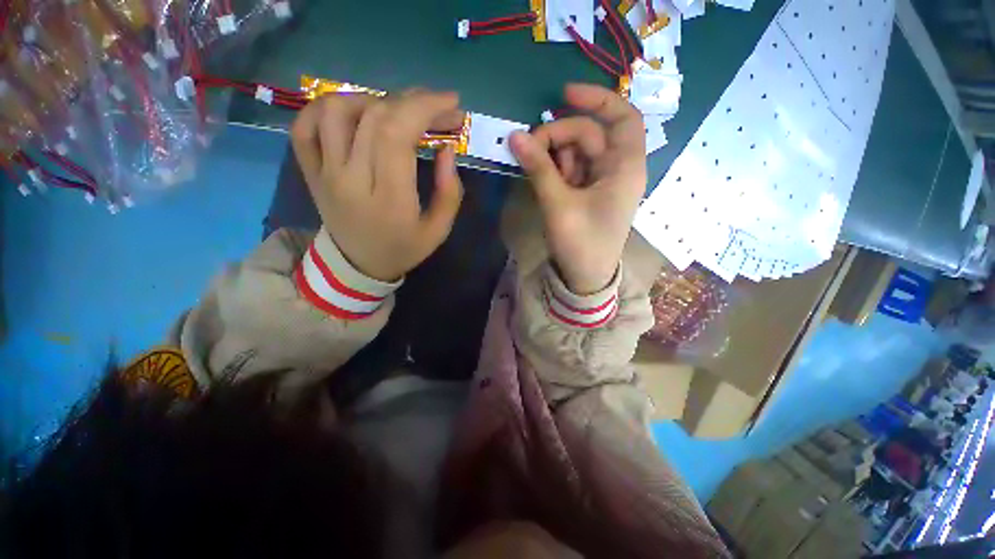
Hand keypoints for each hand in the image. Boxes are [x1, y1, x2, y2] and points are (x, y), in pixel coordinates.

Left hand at [290, 90, 464, 280]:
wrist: (359, 264)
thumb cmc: (403, 248)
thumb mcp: (438, 230)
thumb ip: (449, 192)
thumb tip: (447, 148)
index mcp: (389, 198)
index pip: (398, 134)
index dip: (425, 108)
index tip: (451, 104)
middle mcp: (351, 179)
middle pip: (376, 117)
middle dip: (413, 101)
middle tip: (438, 108)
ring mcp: (324, 172)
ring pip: (336, 110)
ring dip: (373, 99)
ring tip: (398, 112)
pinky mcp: (310, 170)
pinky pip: (305, 126)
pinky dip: (327, 106)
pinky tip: (354, 112)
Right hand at [510, 84, 645, 293]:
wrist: (585, 278)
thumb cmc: (581, 244)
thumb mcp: (558, 204)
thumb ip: (539, 168)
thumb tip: (514, 136)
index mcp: (625, 167)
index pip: (622, 117)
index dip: (597, 99)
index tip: (563, 95)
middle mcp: (617, 169)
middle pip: (589, 134)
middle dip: (558, 135)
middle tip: (528, 147)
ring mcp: (601, 182)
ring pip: (577, 151)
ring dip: (554, 154)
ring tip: (535, 167)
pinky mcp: (587, 193)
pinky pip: (571, 169)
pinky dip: (555, 168)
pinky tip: (543, 177)